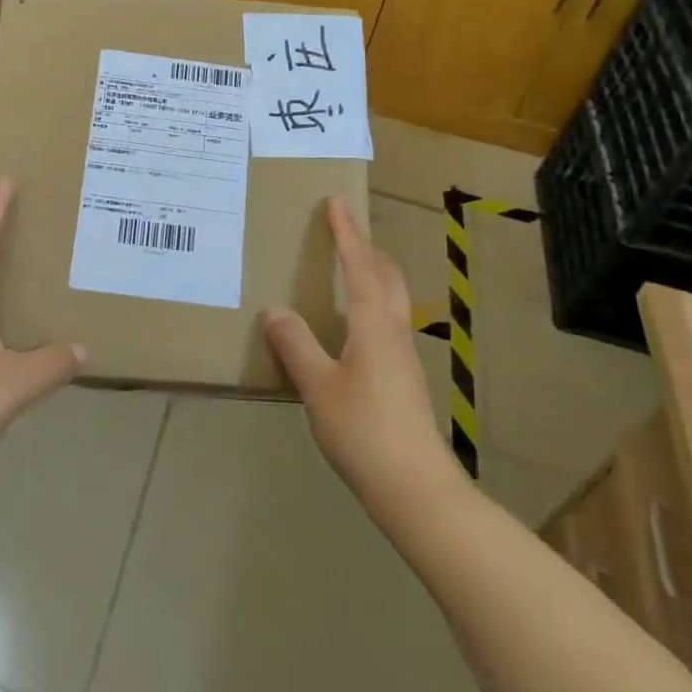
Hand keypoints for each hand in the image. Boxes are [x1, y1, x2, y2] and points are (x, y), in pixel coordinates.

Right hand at [262, 199, 456, 506]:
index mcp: (373, 325)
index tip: (337, 203)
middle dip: (367, 248)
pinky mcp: (402, 379)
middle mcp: (392, 332)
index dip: (347, 234)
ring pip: (390, 299)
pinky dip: (370, 302)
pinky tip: (352, 325)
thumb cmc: (364, 431)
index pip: (359, 267)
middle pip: (386, 276)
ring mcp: (402, 357)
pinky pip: (386, 321)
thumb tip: (275, 311)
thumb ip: (297, 346)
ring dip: (372, 273)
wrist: (416, 489)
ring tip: (349, 268)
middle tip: (345, 230)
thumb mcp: (318, 387)